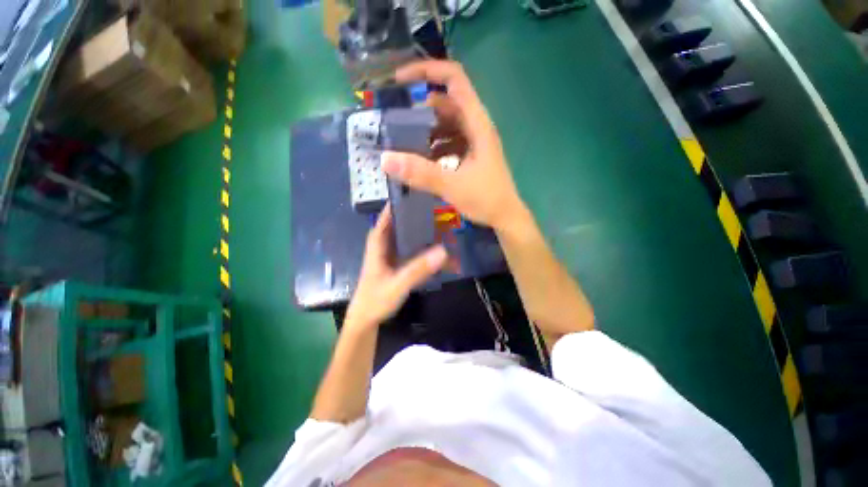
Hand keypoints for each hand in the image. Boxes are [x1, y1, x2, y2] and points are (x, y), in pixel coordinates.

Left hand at [344, 205, 448, 331]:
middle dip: (418, 214)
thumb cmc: (375, 300)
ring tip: (443, 221)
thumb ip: (417, 270)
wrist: (367, 320)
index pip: (388, 216)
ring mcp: (393, 254)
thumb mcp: (397, 285)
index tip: (418, 192)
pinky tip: (438, 244)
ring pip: (408, 235)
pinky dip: (424, 245)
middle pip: (401, 223)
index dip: (400, 203)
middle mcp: (385, 245)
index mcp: (378, 243)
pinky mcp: (399, 263)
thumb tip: (442, 251)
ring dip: (423, 229)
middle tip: (439, 206)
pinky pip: (412, 249)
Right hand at [381, 60, 526, 231]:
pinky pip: (449, 142)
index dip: (427, 71)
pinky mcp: (471, 156)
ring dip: (426, 131)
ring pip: (446, 125)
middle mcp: (476, 127)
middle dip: (421, 110)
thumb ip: (420, 173)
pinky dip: (434, 147)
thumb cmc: (486, 199)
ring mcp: (474, 142)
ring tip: (406, 144)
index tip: (400, 80)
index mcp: (477, 123)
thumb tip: (385, 159)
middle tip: (397, 123)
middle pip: (446, 104)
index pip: (454, 80)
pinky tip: (423, 161)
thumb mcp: (452, 185)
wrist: (505, 217)